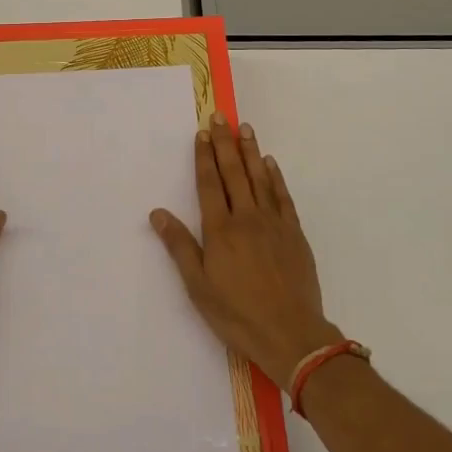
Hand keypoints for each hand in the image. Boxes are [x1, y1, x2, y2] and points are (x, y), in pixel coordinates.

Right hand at [150, 115, 342, 386]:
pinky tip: (270, 163)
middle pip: (233, 173)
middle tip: (221, 117)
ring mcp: (273, 223)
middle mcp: (246, 218)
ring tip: (245, 129)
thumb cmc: (237, 313)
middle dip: (225, 143)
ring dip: (250, 151)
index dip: (204, 157)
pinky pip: (282, 197)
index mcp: (220, 230)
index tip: (202, 133)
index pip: (209, 184)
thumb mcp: (198, 286)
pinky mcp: (294, 233)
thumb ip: (179, 246)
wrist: (291, 334)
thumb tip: (157, 213)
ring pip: (259, 178)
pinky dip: (275, 177)